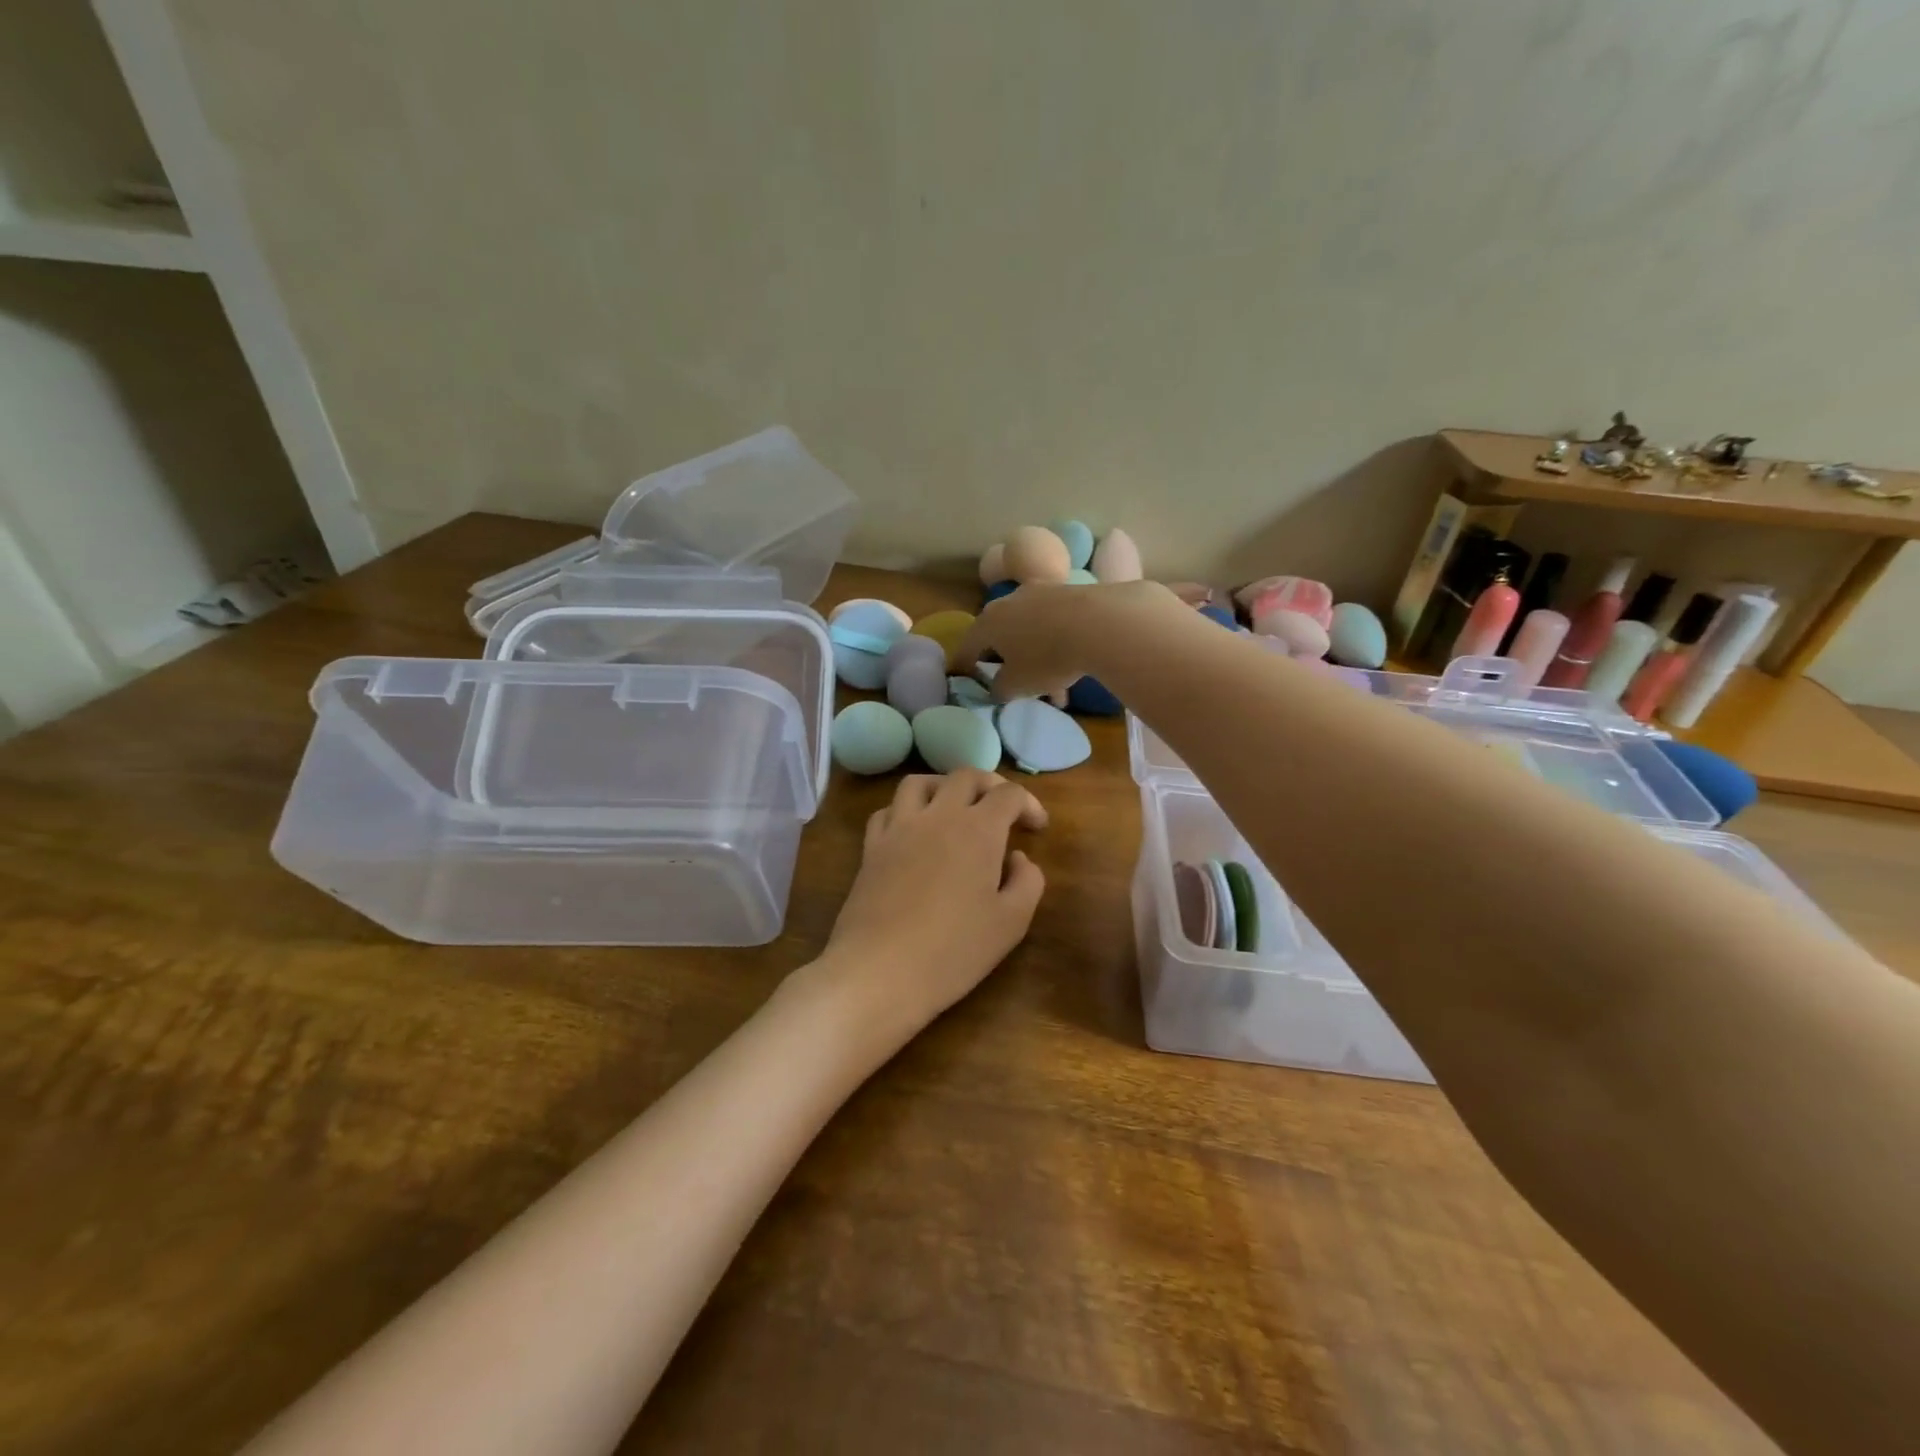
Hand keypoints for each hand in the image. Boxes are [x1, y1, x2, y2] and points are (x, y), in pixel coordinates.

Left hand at [811, 770, 1047, 1047]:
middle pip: (965, 776)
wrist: (879, 970)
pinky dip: (906, 810)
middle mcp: (938, 816)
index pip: (1009, 794)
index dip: (1029, 804)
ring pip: (920, 782)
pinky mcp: (871, 848)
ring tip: (955, 808)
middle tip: (1003, 810)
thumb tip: (1017, 858)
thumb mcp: (1011, 923)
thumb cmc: (953, 950)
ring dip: (944, 786)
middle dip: (990, 785)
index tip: (1037, 828)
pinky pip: (888, 810)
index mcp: (978, 829)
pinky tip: (914, 831)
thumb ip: (1027, 882)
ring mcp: (899, 828)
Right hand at [954, 580, 1179, 700]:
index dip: (964, 667)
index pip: (967, 647)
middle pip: (1000, 635)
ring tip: (1053, 689)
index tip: (966, 679)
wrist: (1099, 623)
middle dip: (1006, 662)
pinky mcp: (1068, 592)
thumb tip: (997, 687)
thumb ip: (999, 689)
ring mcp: (1040, 593)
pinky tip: (1073, 670)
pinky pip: (1054, 625)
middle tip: (1012, 683)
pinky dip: (1057, 647)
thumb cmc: (1046, 657)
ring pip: (1031, 631)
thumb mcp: (1017, 685)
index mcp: (988, 622)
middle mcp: (1009, 601)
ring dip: (1036, 659)